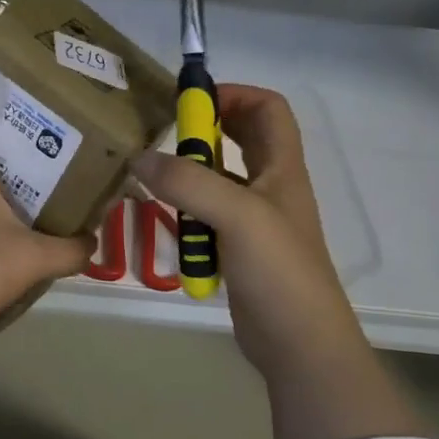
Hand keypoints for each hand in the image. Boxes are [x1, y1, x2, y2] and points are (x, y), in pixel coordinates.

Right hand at [133, 84, 423, 438]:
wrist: (299, 343)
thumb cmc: (279, 271)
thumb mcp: (237, 216)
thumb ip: (188, 183)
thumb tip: (139, 157)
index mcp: (282, 167)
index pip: (268, 108)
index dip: (233, 95)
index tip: (191, 104)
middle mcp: (270, 186)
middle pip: (242, 138)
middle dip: (205, 131)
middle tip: (166, 136)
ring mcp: (254, 219)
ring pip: (219, 179)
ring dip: (189, 175)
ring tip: (156, 180)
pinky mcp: (237, 248)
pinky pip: (207, 215)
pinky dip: (186, 211)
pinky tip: (166, 219)